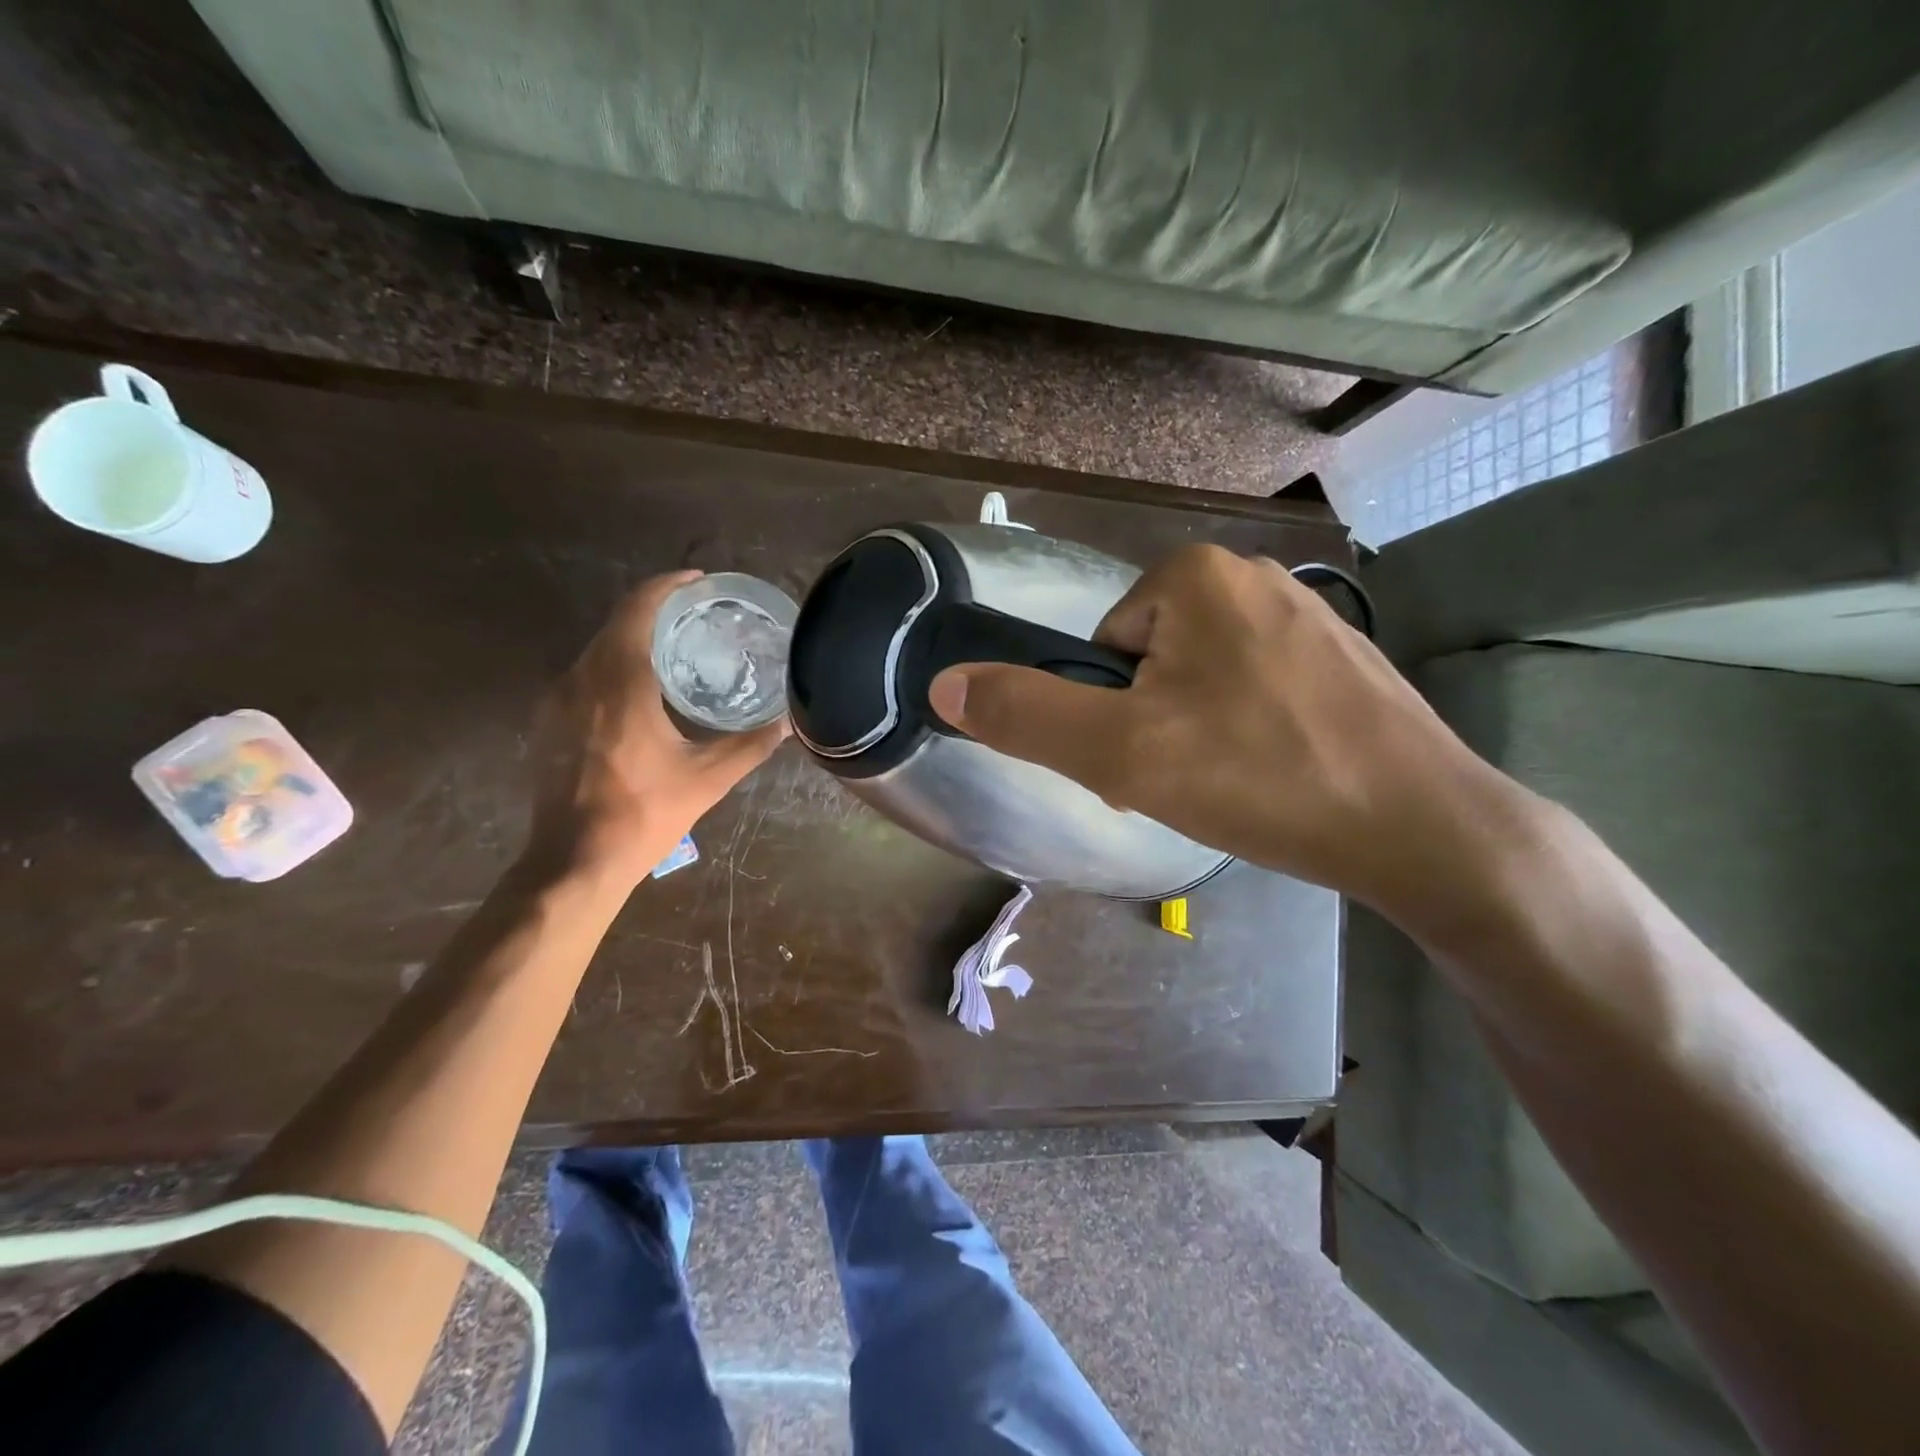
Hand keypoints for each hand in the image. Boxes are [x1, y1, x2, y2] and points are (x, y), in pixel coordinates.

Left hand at [526, 571, 788, 886]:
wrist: (574, 861)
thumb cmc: (643, 813)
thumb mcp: (708, 778)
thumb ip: (750, 744)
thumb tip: (790, 723)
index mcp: (620, 681)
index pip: (638, 609)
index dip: (668, 586)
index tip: (698, 581)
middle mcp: (581, 678)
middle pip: (617, 624)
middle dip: (655, 610)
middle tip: (698, 614)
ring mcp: (558, 700)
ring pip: (598, 649)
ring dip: (634, 638)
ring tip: (677, 646)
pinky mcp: (549, 722)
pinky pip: (585, 674)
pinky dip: (615, 665)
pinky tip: (642, 688)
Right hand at [926, 545, 1530, 929]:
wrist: (1421, 828)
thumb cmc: (1259, 777)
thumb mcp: (1120, 753)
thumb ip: (1024, 715)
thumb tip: (944, 684)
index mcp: (1193, 575)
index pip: (1102, 647)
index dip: (1109, 714)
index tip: (1145, 762)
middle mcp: (1250, 576)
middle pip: (1150, 662)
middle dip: (1152, 724)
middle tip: (1187, 781)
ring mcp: (1306, 614)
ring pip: (1202, 679)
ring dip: (1196, 734)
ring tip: (1234, 786)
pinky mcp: (1343, 658)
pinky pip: (1256, 690)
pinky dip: (1248, 734)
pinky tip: (1276, 776)